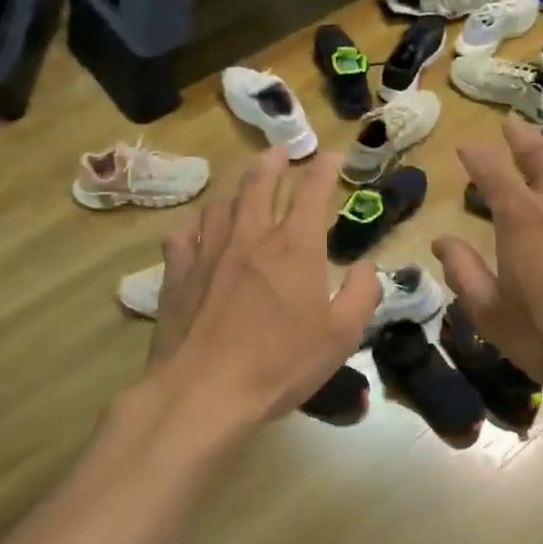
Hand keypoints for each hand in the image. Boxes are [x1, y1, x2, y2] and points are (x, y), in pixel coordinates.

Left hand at [147, 148, 376, 425]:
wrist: (204, 391)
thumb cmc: (280, 364)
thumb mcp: (341, 336)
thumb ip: (361, 295)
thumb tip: (364, 267)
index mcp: (295, 247)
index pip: (312, 192)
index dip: (324, 169)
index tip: (332, 156)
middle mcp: (251, 237)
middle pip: (259, 183)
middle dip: (274, 162)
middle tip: (281, 151)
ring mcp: (208, 252)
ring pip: (221, 204)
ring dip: (237, 187)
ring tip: (244, 184)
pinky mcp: (178, 274)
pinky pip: (184, 235)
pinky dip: (196, 224)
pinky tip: (197, 228)